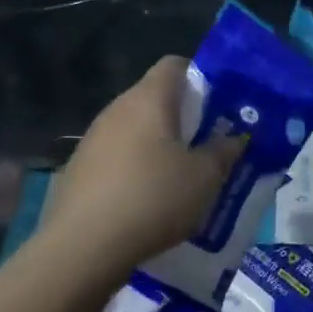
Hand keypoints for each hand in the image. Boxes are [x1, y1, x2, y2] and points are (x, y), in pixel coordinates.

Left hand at [33, 57, 241, 278]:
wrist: (83, 247)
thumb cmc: (153, 199)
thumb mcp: (204, 178)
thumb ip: (223, 152)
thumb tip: (234, 138)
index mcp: (149, 99)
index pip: (174, 65)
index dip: (199, 77)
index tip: (218, 105)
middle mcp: (117, 109)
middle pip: (154, 98)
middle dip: (182, 117)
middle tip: (207, 145)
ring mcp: (92, 139)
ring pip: (134, 129)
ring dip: (157, 145)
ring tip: (180, 177)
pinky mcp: (78, 168)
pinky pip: (116, 157)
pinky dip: (134, 168)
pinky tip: (146, 200)